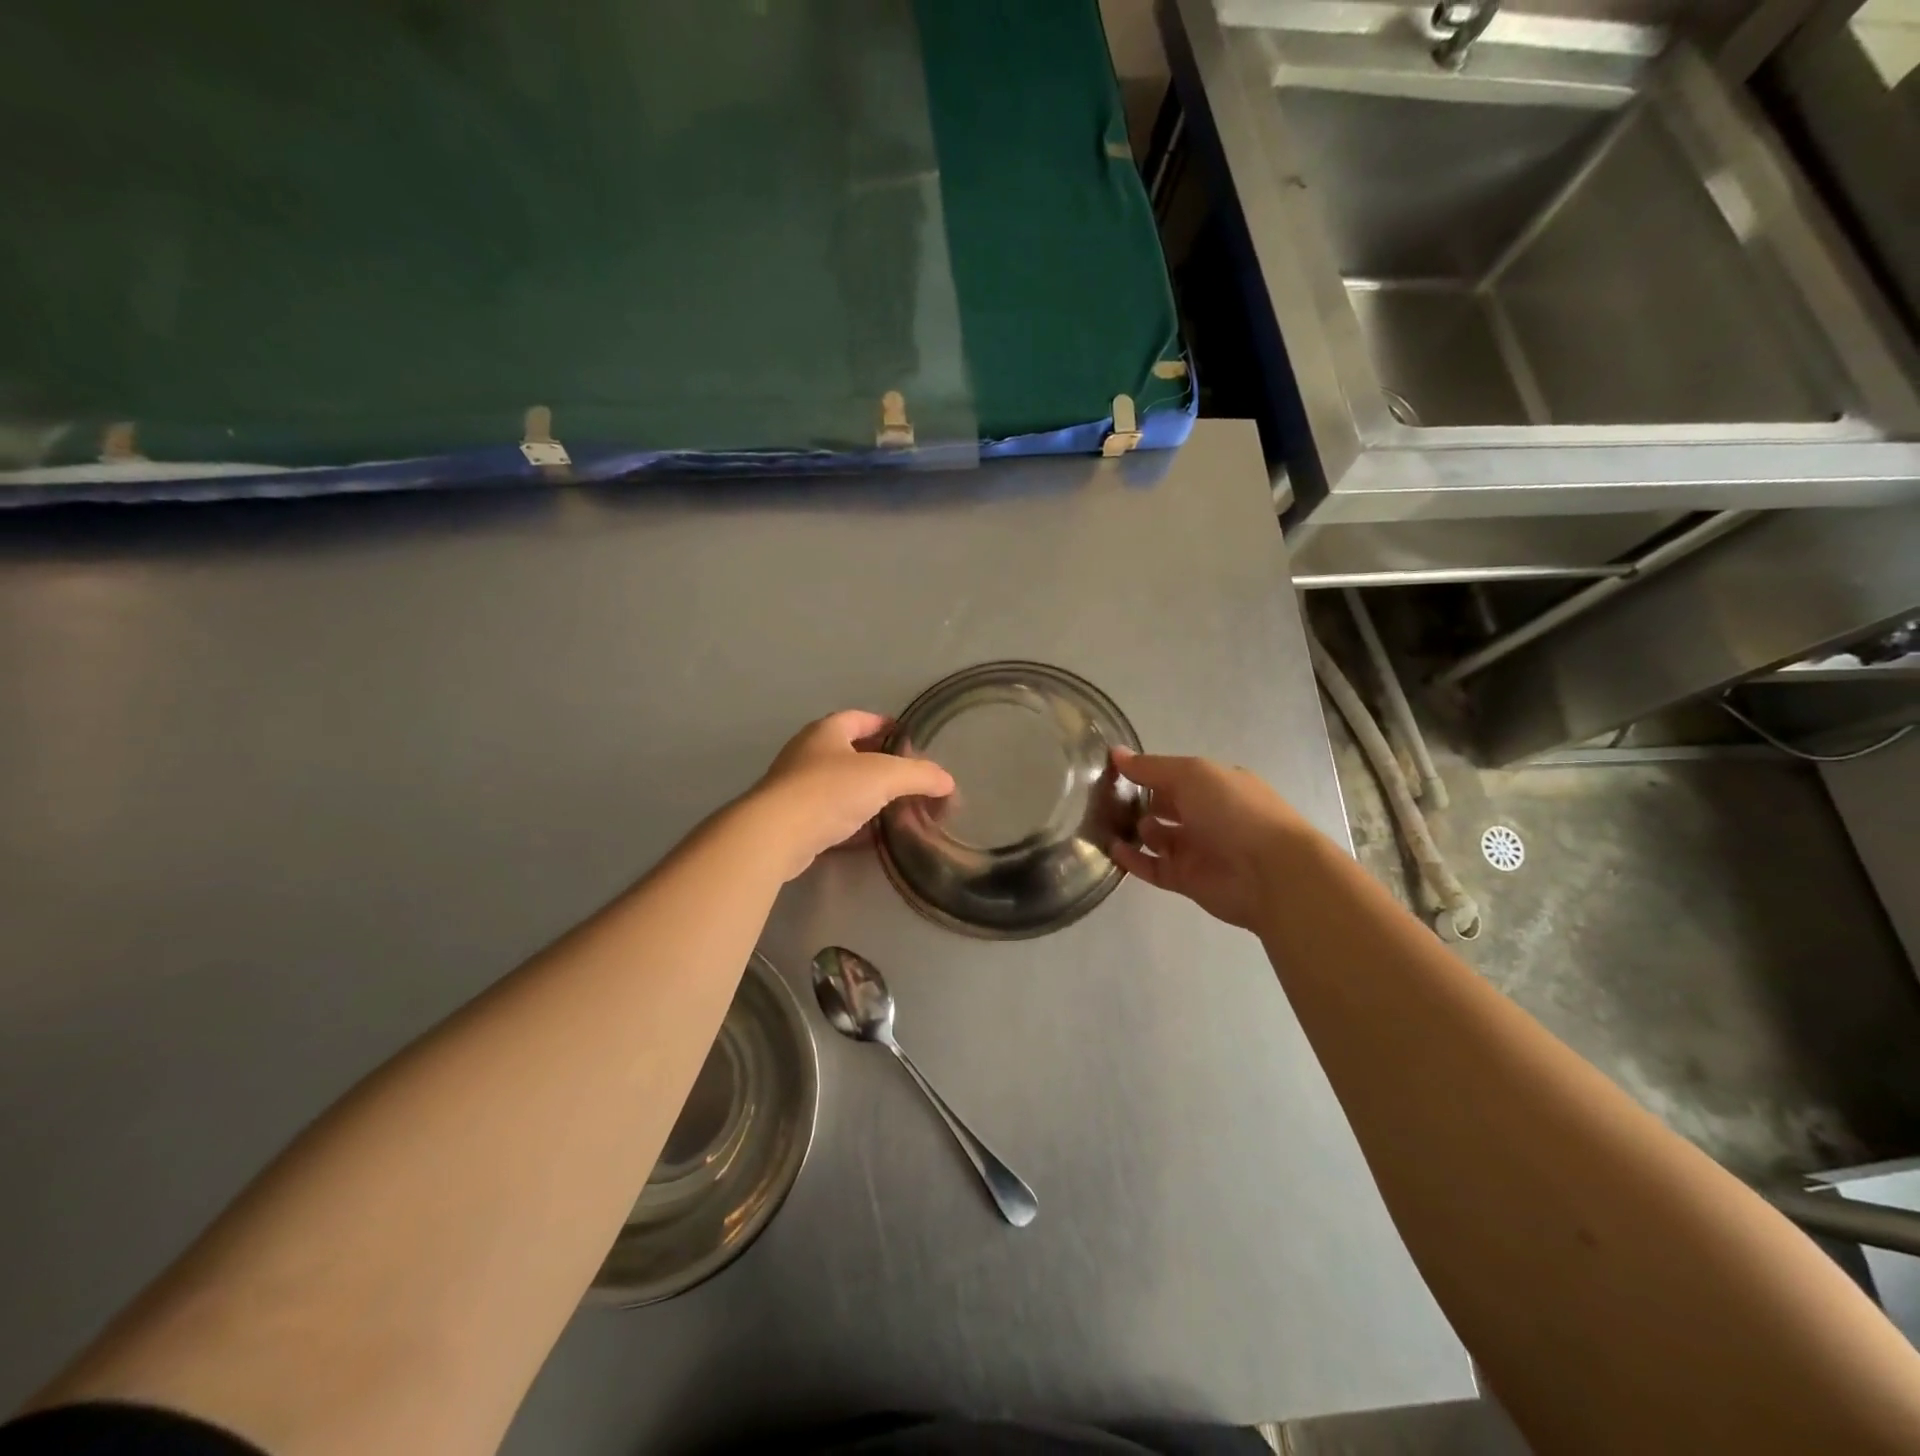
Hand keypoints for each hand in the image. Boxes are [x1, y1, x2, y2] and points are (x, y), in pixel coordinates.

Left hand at [747, 710, 954, 881]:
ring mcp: (796, 787)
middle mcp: (808, 753)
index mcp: (827, 731)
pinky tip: (872, 834)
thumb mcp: (885, 776)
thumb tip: (947, 781)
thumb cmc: (830, 790)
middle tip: (908, 776)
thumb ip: (920, 775)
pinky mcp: (793, 820)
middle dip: (879, 761)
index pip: (860, 718)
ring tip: (896, 805)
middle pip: (850, 751)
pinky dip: (853, 821)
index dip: (885, 725)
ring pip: (840, 785)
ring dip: (866, 793)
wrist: (775, 835)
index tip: (909, 738)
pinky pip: (831, 814)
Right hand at [1109, 750, 1316, 933]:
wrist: (1271, 873)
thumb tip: (1115, 753)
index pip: (1171, 775)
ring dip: (1133, 830)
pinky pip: (1153, 868)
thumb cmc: (1234, 811)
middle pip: (1163, 806)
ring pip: (1156, 837)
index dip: (1143, 772)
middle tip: (1100, 799)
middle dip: (1136, 801)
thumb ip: (1150, 767)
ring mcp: (1197, 848)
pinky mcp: (1187, 879)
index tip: (1110, 771)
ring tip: (1103, 823)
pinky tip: (1113, 849)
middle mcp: (1206, 814)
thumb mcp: (1191, 774)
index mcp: (1213, 785)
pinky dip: (1133, 860)